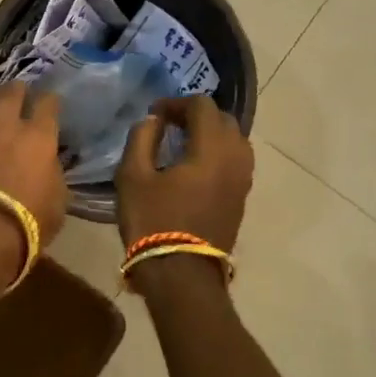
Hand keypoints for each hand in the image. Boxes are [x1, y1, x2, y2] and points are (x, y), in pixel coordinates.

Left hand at [0, 85, 67, 287]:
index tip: (49, 107)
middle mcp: (4, 123)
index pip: (48, 102)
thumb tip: (47, 163)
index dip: (49, 102)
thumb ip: (52, 173)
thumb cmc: (22, 226)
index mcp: (38, 137)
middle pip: (11, 90)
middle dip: (17, 91)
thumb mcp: (57, 203)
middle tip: (19, 99)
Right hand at [116, 96, 253, 252]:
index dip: (176, 102)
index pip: (203, 106)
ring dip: (210, 134)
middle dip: (197, 115)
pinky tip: (193, 166)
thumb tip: (153, 121)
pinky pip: (236, 161)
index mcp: (211, 149)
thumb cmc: (152, 221)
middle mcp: (236, 159)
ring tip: (182, 144)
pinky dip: (217, 153)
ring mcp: (243, 181)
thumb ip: (142, 139)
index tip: (154, 114)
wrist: (181, 274)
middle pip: (224, 120)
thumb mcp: (132, 176)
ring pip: (234, 141)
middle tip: (168, 125)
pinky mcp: (241, 199)